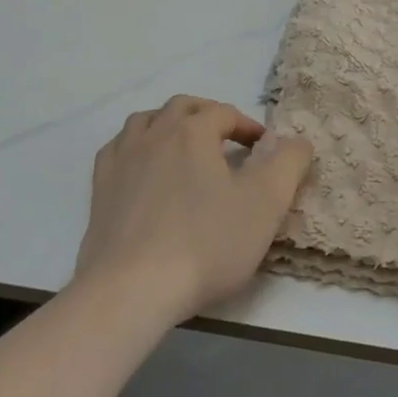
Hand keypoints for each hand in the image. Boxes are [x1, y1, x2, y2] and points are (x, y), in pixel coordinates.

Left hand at [73, 94, 312, 327]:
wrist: (132, 289)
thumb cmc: (205, 244)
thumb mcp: (265, 204)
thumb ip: (288, 164)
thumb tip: (297, 140)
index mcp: (193, 130)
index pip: (225, 113)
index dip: (248, 126)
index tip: (263, 149)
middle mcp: (154, 132)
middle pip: (184, 108)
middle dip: (208, 116)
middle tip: (227, 140)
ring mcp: (122, 158)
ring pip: (145, 121)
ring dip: (168, 125)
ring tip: (184, 147)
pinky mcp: (100, 188)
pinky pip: (117, 149)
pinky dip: (135, 147)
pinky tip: (142, 167)